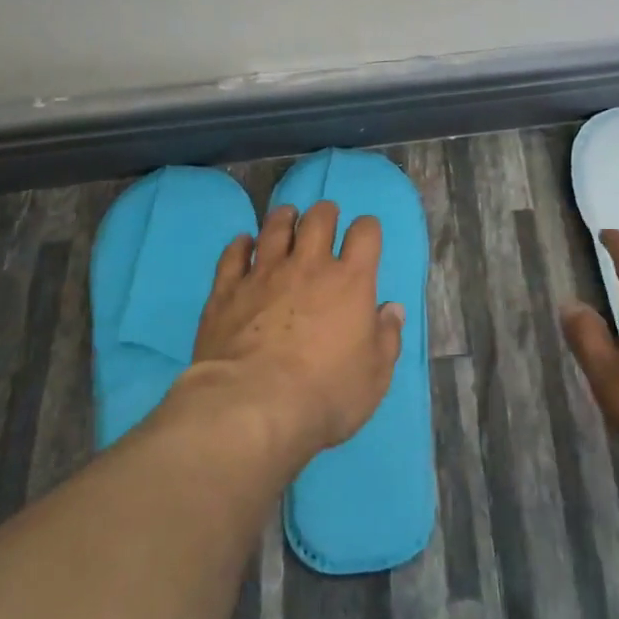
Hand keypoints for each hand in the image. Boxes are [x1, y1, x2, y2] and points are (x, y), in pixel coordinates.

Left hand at [192, 201, 404, 457]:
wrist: (253, 405)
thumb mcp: (375, 375)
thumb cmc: (326, 393)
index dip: (367, 229)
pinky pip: (233, 255)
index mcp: (351, 282)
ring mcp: (264, 274)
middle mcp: (308, 266)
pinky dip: (240, 245)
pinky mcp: (227, 290)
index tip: (365, 235)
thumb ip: (387, 337)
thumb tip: (391, 309)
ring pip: (274, 228)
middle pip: (318, 220)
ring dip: (284, 218)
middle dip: (325, 213)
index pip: (365, 234)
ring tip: (287, 217)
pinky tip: (243, 243)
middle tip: (326, 217)